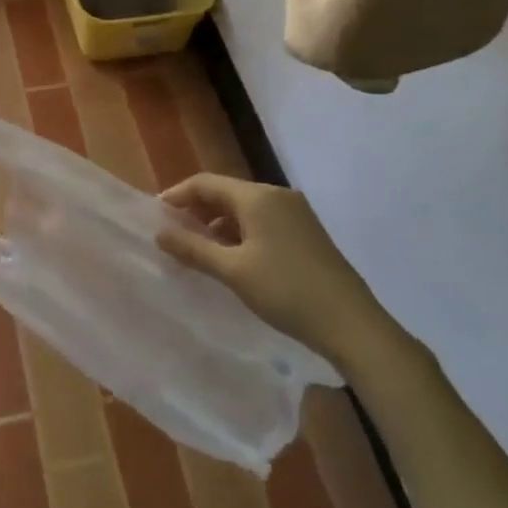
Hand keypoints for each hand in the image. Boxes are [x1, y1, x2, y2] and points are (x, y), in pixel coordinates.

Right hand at [158, 173, 395, 368]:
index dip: (178, 195)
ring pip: (245, 208)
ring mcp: (296, 212)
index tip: (156, 215)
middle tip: (175, 234)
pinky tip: (234, 258)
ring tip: (201, 250)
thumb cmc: (286, 291)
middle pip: (226, 192)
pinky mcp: (307, 231)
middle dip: (198, 210)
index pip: (206, 183)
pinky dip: (241, 232)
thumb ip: (194, 249)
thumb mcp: (233, 271)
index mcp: (258, 197)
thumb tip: (160, 233)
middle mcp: (277, 195)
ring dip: (219, 223)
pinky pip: (263, 220)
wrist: (352, 324)